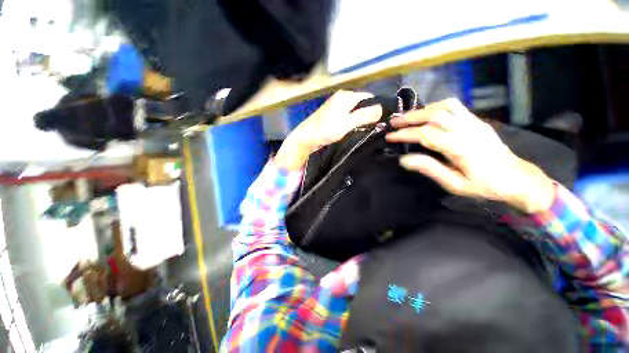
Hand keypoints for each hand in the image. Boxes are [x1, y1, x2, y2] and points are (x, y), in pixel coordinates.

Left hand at [275, 90, 382, 169]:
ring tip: (365, 130)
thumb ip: (364, 115)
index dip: (376, 108)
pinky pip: (347, 115)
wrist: (306, 137)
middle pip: (361, 104)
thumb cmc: (326, 130)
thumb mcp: (348, 123)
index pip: (368, 97)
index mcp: (346, 96)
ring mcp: (335, 105)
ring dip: (360, 119)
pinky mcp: (331, 114)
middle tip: (374, 128)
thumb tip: (382, 108)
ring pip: (354, 110)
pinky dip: (352, 121)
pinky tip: (353, 129)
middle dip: (368, 114)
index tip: (382, 121)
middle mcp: (341, 97)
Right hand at [386, 99, 555, 213]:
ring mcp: (474, 122)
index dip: (405, 134)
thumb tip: (404, 159)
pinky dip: (436, 107)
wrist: (517, 178)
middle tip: (393, 122)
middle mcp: (467, 130)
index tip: (390, 136)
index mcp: (460, 148)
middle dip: (410, 117)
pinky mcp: (477, 121)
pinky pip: (455, 106)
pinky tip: (427, 114)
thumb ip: (429, 169)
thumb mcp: (455, 184)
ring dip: (423, 110)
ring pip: (445, 106)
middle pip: (435, 115)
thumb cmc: (484, 186)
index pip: (426, 134)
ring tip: (408, 117)